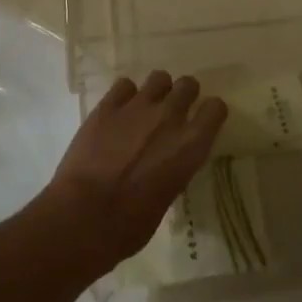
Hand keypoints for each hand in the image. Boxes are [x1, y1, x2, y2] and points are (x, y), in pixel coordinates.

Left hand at [37, 71, 228, 276]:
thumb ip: (174, 168)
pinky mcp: (108, 105)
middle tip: (173, 112)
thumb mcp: (168, 196)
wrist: (86, 216)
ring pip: (159, 77)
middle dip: (184, 95)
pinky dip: (124, 96)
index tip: (203, 121)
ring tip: (145, 108)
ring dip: (157, 91)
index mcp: (191, 145)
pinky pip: (124, 85)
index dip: (210, 113)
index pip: (216, 109)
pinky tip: (118, 112)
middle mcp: (170, 117)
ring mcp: (138, 106)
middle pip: (188, 84)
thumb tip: (167, 162)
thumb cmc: (131, 224)